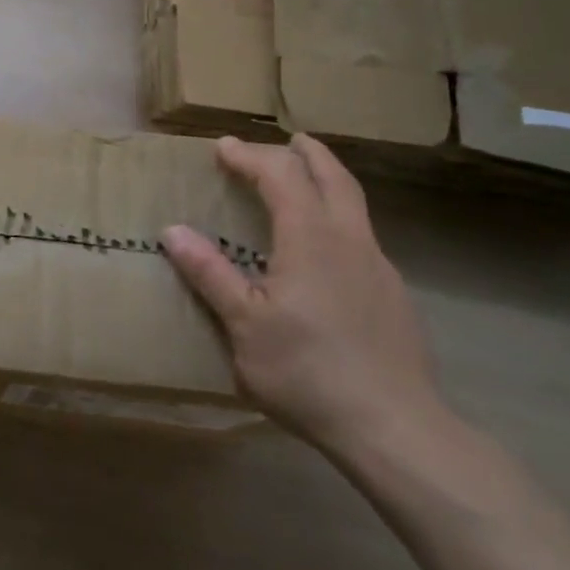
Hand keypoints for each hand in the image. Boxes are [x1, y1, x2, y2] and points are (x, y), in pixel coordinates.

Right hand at [162, 134, 441, 453]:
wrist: (396, 430)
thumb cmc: (308, 371)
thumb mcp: (243, 324)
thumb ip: (209, 273)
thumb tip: (172, 230)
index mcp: (310, 237)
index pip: (281, 174)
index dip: (250, 155)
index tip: (223, 147)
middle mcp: (349, 240)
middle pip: (333, 177)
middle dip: (306, 153)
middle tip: (286, 139)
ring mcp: (379, 268)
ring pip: (354, 205)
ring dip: (327, 182)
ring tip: (305, 184)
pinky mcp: (393, 297)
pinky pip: (362, 237)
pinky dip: (338, 218)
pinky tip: (326, 250)